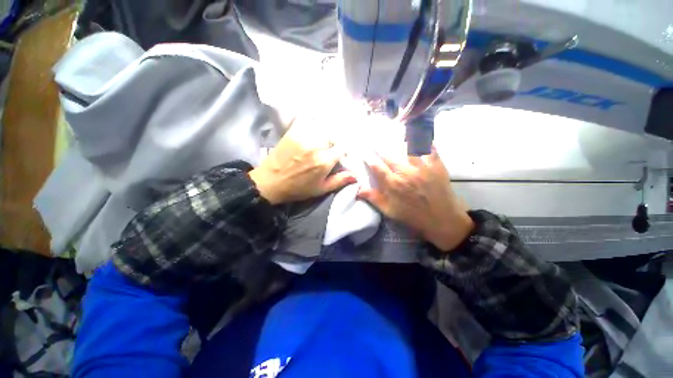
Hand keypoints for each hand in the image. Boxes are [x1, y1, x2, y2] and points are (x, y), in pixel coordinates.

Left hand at [249, 117, 356, 204]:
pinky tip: (309, 136)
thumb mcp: (320, 189)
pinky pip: (307, 123)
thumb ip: (339, 181)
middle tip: (329, 150)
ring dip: (324, 135)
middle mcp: (316, 146)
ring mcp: (303, 137)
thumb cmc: (298, 188)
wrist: (270, 182)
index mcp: (324, 161)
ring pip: (322, 129)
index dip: (344, 150)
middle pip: (333, 136)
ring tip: (319, 143)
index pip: (343, 146)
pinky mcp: (293, 132)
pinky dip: (312, 127)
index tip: (341, 154)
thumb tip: (356, 175)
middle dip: (334, 142)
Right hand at [357, 148, 473, 251]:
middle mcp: (406, 173)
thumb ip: (374, 198)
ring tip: (397, 136)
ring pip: (409, 148)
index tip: (364, 152)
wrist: (443, 219)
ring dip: (401, 141)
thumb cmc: (413, 216)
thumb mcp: (390, 211)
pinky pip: (430, 149)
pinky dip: (425, 141)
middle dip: (381, 148)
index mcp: (394, 185)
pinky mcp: (437, 166)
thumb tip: (358, 189)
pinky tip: (421, 137)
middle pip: (390, 155)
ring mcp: (422, 168)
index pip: (377, 167)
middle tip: (376, 142)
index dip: (369, 158)